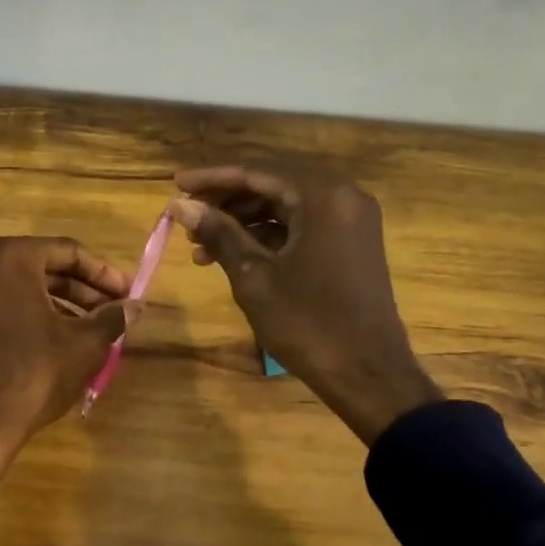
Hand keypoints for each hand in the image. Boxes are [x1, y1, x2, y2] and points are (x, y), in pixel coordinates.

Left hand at [0, 236, 138, 514]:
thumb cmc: (35, 373)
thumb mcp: (85, 344)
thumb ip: (112, 318)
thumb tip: (135, 306)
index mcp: (12, 259)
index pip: (69, 252)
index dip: (104, 273)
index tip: (128, 293)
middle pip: (45, 270)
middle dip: (84, 290)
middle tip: (114, 311)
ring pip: (26, 292)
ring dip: (63, 307)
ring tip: (94, 332)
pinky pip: (7, 312)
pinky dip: (37, 320)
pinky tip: (60, 345)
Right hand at [170, 165, 441, 443]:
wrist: (368, 375)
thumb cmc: (308, 324)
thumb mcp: (254, 277)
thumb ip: (218, 234)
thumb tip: (180, 205)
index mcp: (324, 196)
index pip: (258, 171)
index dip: (213, 177)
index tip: (176, 184)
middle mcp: (343, 197)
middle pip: (273, 184)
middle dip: (226, 200)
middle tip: (186, 215)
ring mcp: (350, 221)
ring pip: (285, 206)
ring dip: (242, 221)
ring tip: (199, 245)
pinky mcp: (349, 244)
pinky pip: (301, 226)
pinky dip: (266, 236)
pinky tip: (231, 255)